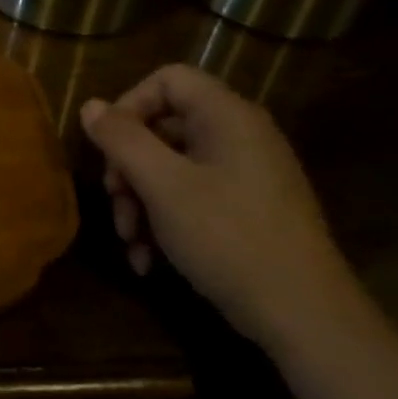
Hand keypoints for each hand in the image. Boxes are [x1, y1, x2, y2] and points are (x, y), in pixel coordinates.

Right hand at [79, 64, 367, 356]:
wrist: (307, 319)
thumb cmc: (229, 238)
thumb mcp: (162, 186)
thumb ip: (122, 139)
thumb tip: (91, 106)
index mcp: (227, 117)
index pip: (168, 79)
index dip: (129, 104)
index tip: (108, 145)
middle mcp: (240, 136)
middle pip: (163, 126)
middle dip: (128, 165)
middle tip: (114, 201)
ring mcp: (246, 175)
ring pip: (172, 167)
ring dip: (140, 201)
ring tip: (129, 240)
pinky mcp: (248, 210)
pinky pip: (193, 197)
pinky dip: (165, 221)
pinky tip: (148, 259)